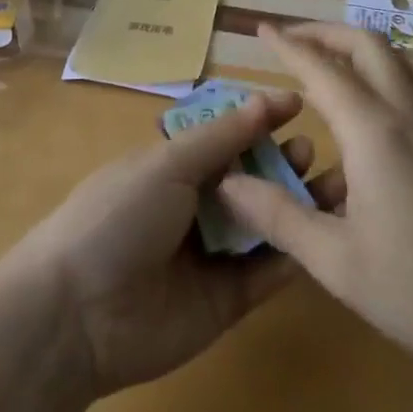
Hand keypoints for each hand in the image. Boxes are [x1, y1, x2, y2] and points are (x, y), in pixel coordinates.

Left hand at [7, 89, 342, 396]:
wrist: (78, 313)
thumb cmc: (119, 216)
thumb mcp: (167, 164)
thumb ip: (222, 136)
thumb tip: (267, 98)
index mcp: (172, 167)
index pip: (225, 136)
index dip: (258, 120)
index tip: (299, 105)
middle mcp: (194, 205)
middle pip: (249, 179)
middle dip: (282, 162)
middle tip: (311, 152)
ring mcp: (212, 254)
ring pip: (264, 223)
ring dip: (297, 204)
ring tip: (334, 185)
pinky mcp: (226, 300)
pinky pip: (266, 272)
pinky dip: (292, 252)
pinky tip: (322, 233)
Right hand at [217, 23, 412, 380]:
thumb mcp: (339, 264)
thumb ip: (279, 218)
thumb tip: (229, 183)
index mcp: (372, 131)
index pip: (321, 68)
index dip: (288, 45)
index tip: (260, 29)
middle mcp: (407, 112)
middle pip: (367, 44)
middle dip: (325, 33)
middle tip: (292, 41)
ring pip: (403, 54)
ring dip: (365, 46)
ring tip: (337, 64)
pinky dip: (396, 68)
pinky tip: (385, 102)